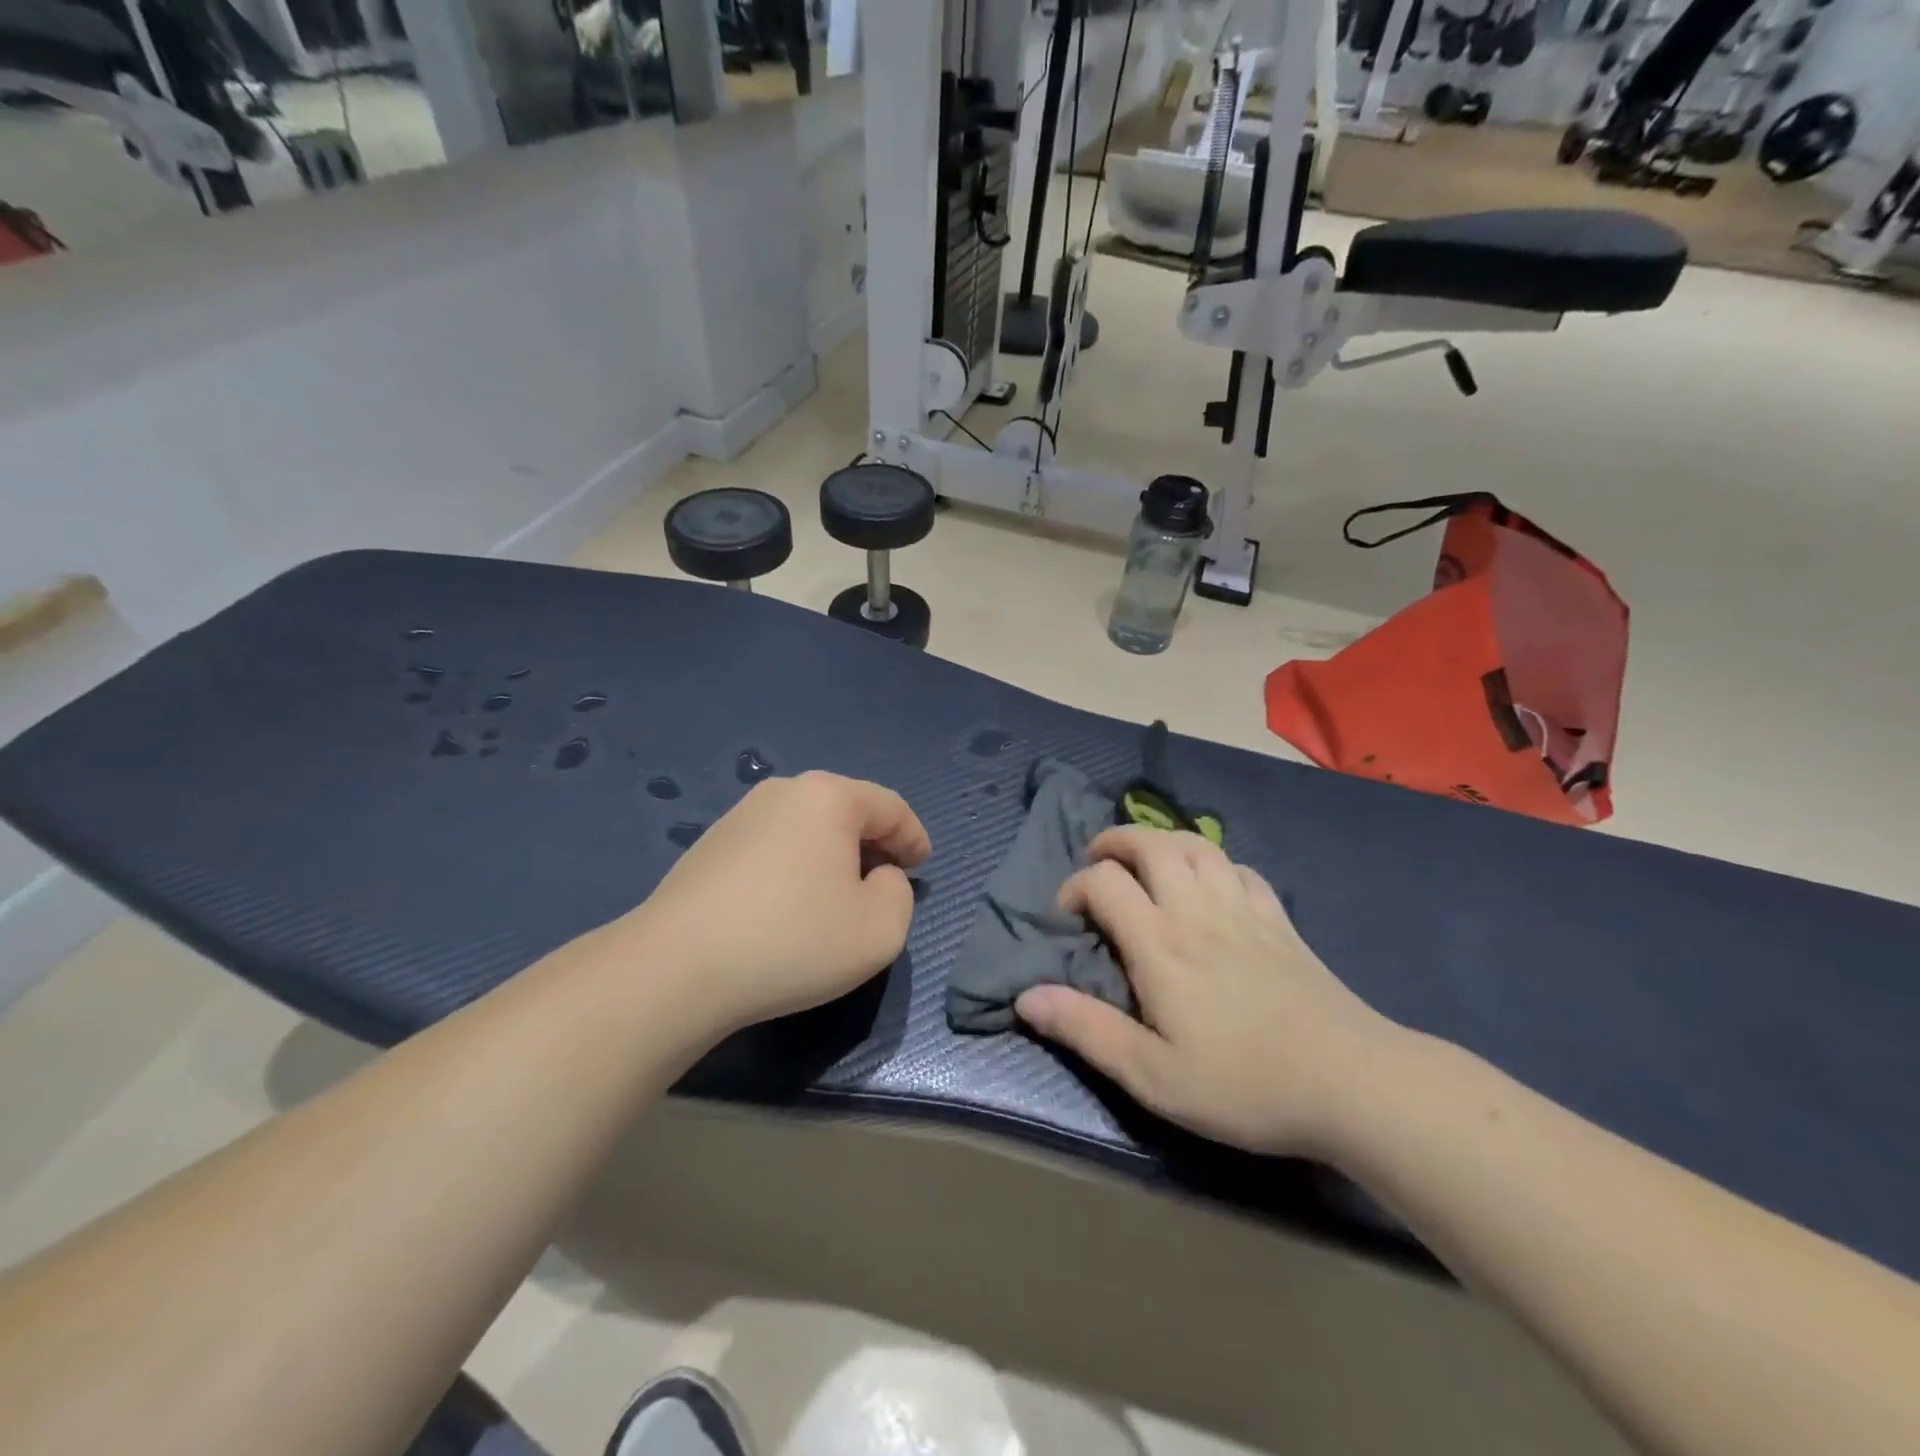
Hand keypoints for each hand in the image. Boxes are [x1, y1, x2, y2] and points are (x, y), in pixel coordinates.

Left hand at [626, 771, 930, 1035]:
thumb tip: (875, 877)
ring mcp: (739, 817)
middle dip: (873, 843)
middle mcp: (783, 792)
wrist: (675, 969)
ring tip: (838, 896)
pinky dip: (795, 867)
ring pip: (807, 828)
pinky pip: (773, 847)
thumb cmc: (793, 941)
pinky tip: (789, 906)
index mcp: (828, 797)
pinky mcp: (709, 847)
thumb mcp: (879, 929)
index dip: (914, 837)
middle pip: (846, 810)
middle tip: (886, 880)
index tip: (921, 868)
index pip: (890, 807)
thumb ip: (899, 894)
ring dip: (832, 855)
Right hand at [1014, 827, 1400, 1156]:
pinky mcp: (1280, 921)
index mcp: (1161, 943)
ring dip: (1163, 841)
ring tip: (1147, 860)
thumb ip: (1086, 1030)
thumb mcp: (1152, 1074)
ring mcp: (1244, 909)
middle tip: (1098, 861)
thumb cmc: (1243, 1083)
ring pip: (1198, 845)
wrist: (1351, 1082)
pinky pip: (1241, 869)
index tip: (1069, 918)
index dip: (1076, 887)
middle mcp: (1197, 910)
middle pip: (1151, 844)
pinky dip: (1214, 863)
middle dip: (1115, 841)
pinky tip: (1211, 885)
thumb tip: (1027, 997)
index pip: (1105, 882)